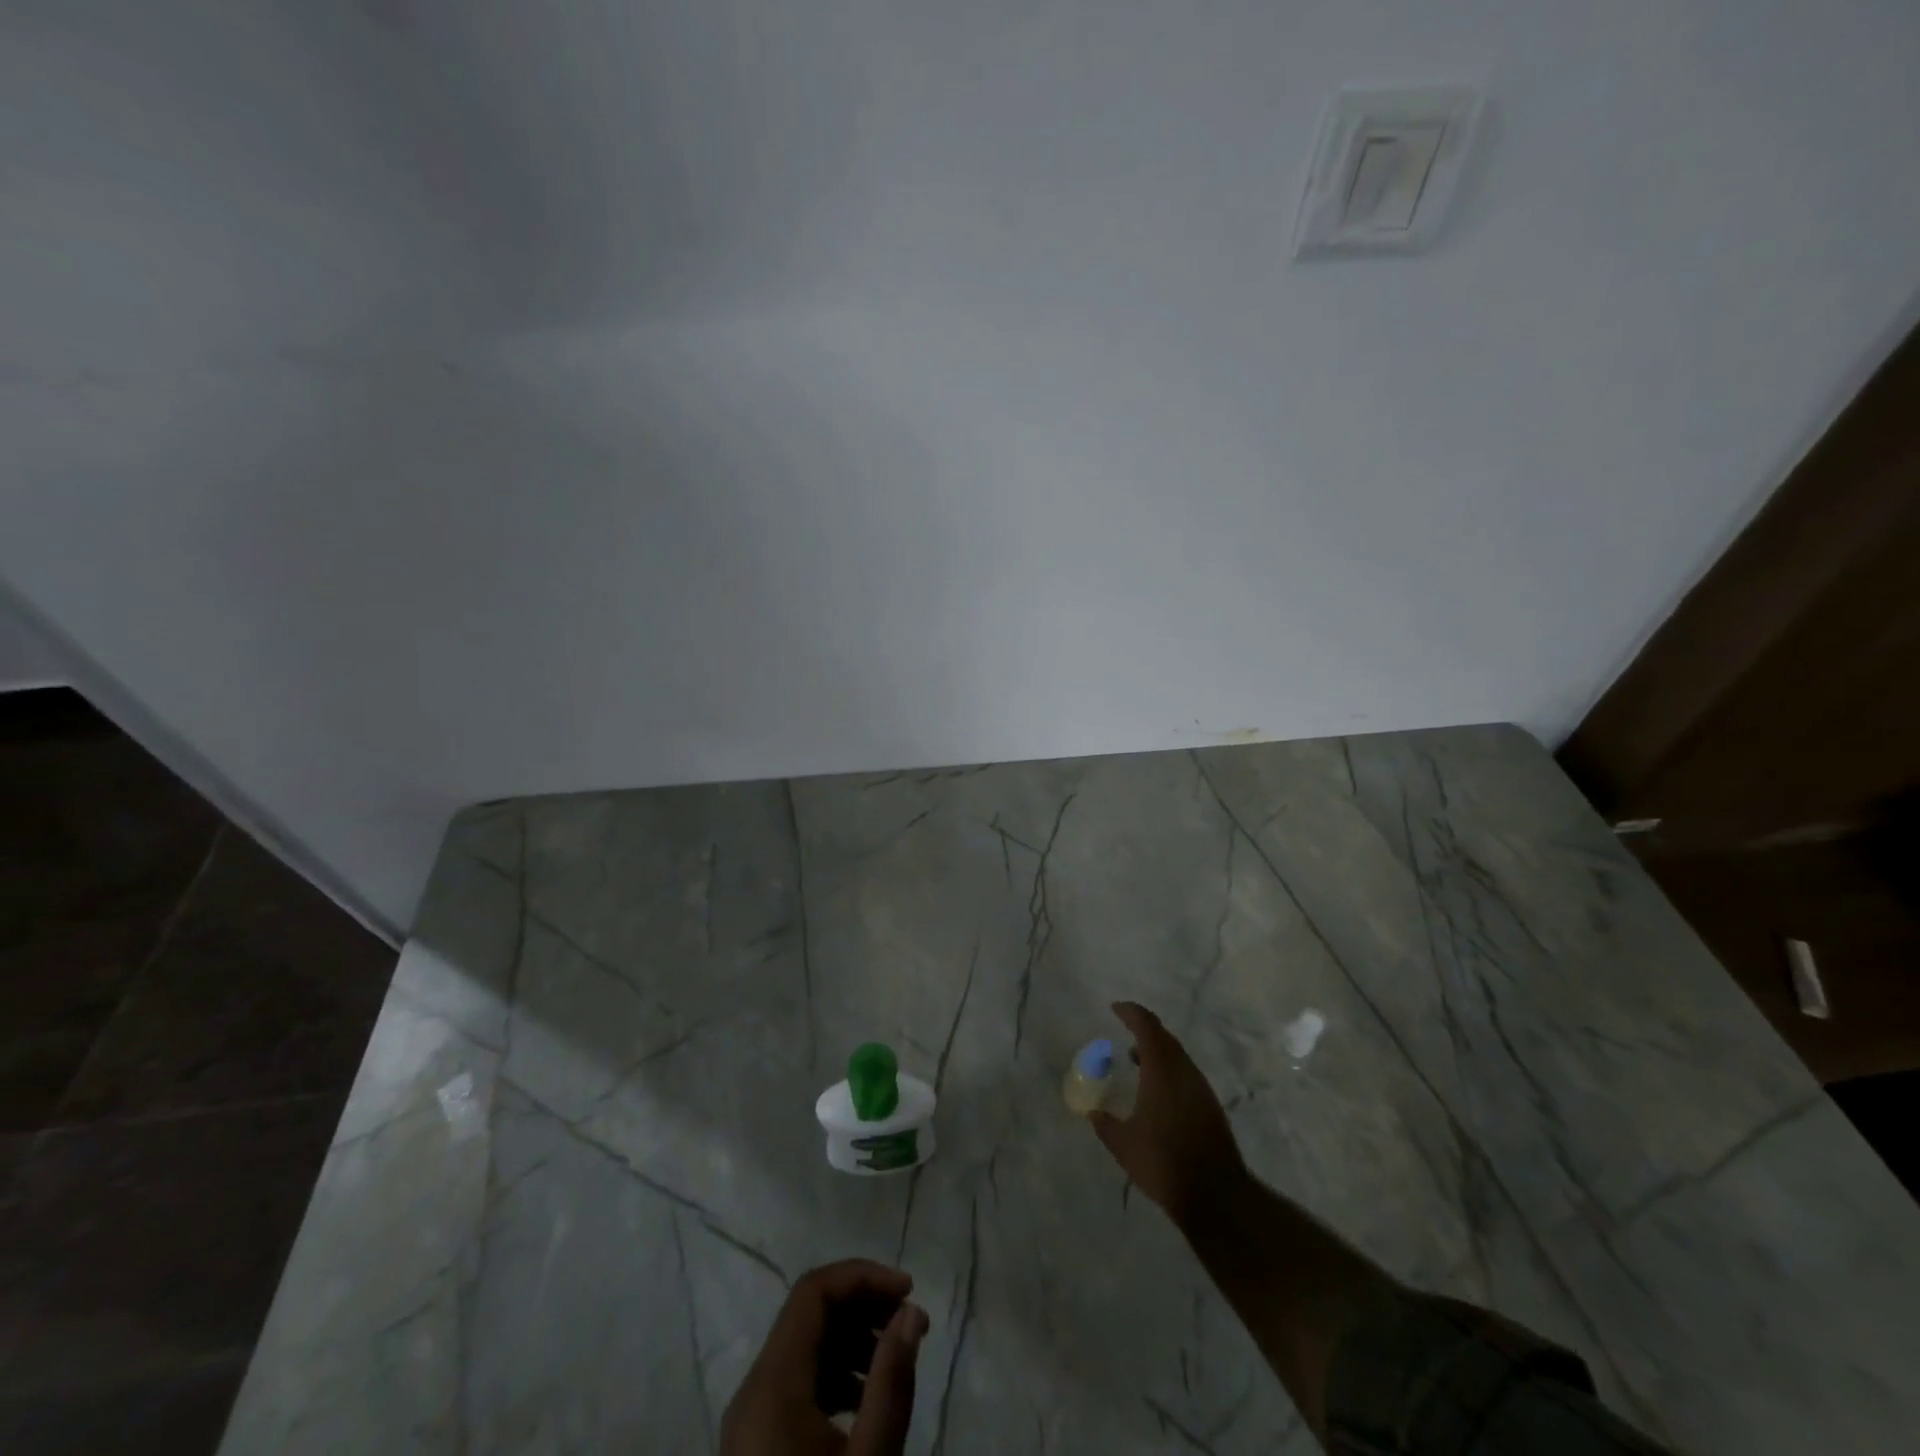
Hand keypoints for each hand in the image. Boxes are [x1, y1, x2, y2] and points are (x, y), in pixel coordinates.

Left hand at [720, 1260, 929, 1455]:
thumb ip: (892, 1381)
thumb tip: (912, 1312)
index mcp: (772, 1383)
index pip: (814, 1291)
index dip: (864, 1276)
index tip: (910, 1292)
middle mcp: (753, 1389)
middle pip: (808, 1314)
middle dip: (863, 1306)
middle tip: (911, 1322)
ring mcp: (750, 1419)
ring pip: (803, 1346)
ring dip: (852, 1338)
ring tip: (895, 1360)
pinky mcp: (755, 1444)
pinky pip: (796, 1381)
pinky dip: (834, 1372)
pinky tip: (864, 1400)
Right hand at [1089, 1001, 1246, 1223]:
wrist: (1217, 1195)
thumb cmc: (1164, 1162)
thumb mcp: (1123, 1145)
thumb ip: (1105, 1125)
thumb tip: (1093, 1113)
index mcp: (1161, 1070)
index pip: (1147, 1026)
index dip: (1131, 1012)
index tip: (1115, 1009)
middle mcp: (1183, 1071)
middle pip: (1164, 1036)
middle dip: (1143, 1028)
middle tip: (1124, 1028)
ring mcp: (1200, 1088)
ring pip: (1177, 1055)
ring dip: (1156, 1050)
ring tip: (1135, 1059)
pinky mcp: (1209, 1105)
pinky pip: (1185, 1072)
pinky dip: (1167, 1068)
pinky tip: (1155, 1088)